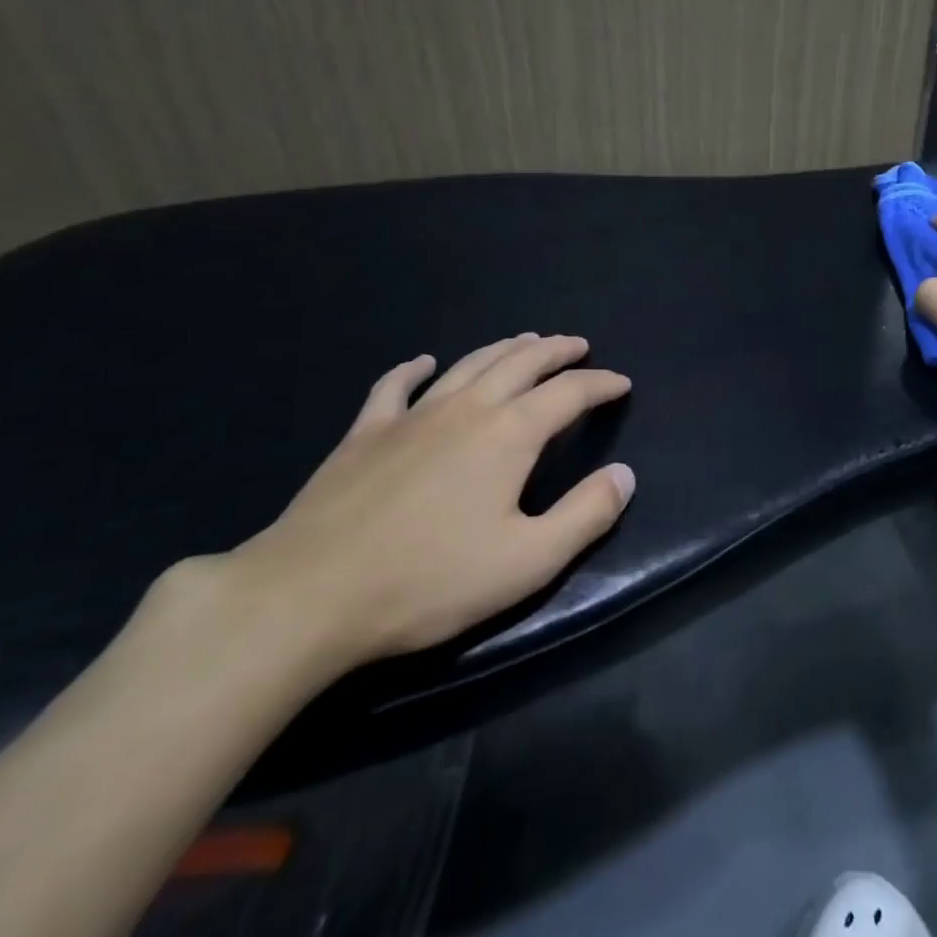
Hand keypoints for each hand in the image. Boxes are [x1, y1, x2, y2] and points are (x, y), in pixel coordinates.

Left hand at [223, 334, 634, 674]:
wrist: (310, 595)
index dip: (600, 384)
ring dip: (504, 348)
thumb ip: (586, 515)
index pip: (569, 394)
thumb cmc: (430, 581)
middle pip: (521, 363)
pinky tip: (425, 361)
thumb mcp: (528, 561)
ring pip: (468, 365)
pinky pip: (395, 386)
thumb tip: (626, 475)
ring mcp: (411, 416)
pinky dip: (415, 368)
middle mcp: (466, 409)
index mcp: (509, 434)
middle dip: (556, 351)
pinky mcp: (365, 433)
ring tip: (526, 341)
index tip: (621, 383)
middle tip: (578, 345)